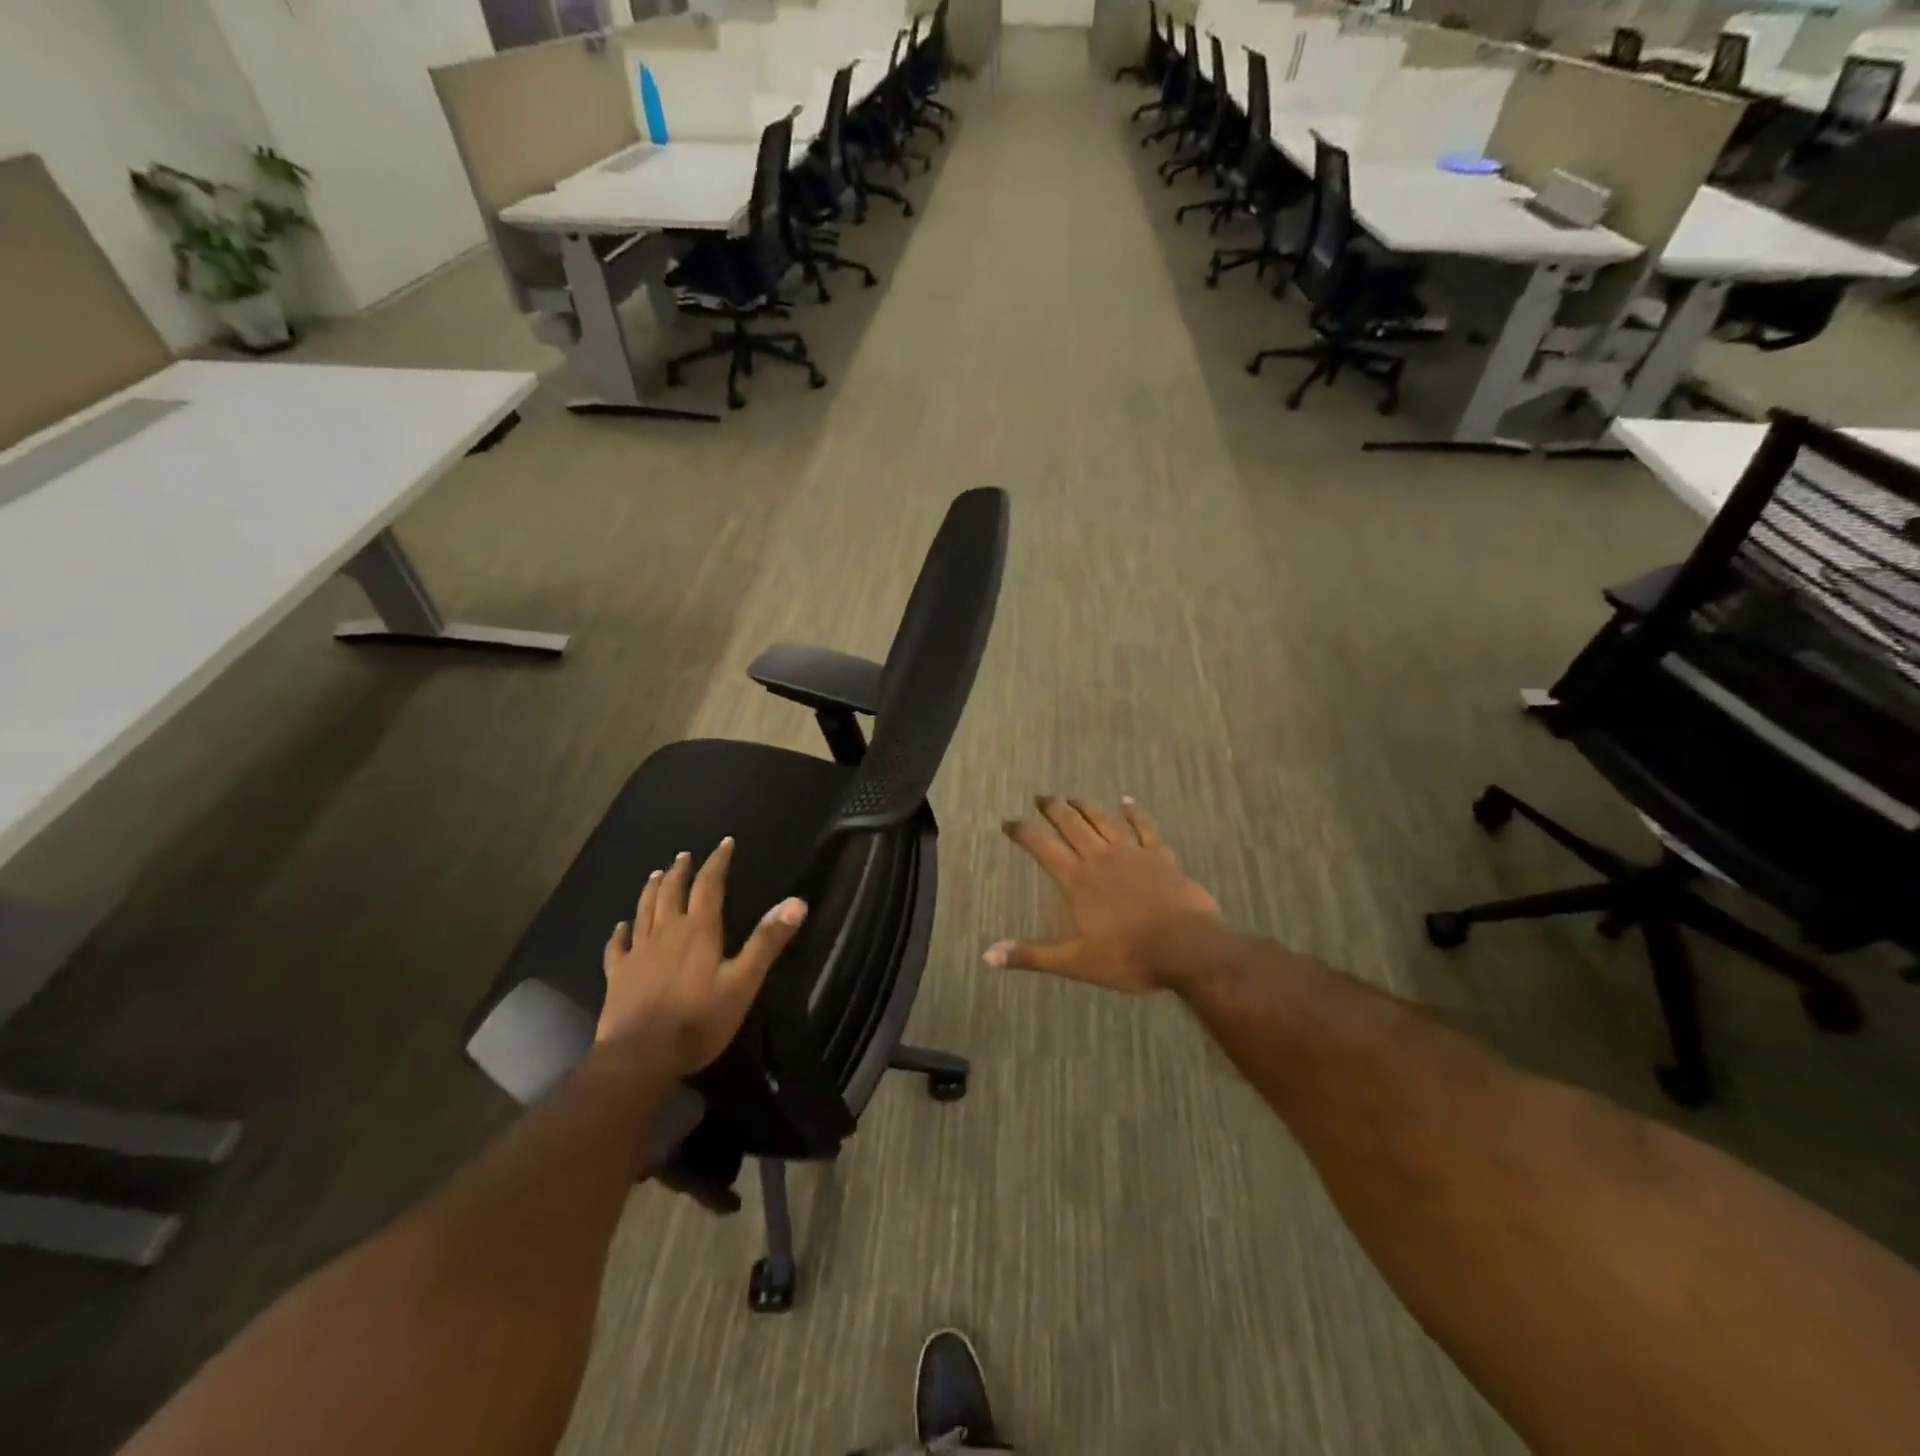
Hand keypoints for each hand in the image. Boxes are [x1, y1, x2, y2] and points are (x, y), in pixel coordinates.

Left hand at [599, 837, 807, 1076]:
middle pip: (672, 893)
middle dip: (681, 872)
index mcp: (699, 930)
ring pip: (644, 912)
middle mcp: (666, 932)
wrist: (641, 1057)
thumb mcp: (743, 981)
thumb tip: (797, 902)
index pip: (709, 885)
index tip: (724, 843)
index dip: (718, 862)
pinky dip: (619, 933)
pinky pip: (616, 947)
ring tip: (656, 875)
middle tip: (684, 856)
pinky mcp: (618, 976)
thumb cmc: (699, 1020)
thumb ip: (767, 941)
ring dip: (651, 891)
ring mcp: (638, 953)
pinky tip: (619, 927)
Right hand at [988, 796, 1223, 993]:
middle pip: (1071, 824)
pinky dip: (1135, 812)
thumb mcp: (1075, 962)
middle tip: (1041, 798)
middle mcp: (1100, 857)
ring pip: (1104, 819)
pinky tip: (1128, 801)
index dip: (1022, 832)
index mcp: (1077, 880)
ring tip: (1073, 798)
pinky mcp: (1160, 855)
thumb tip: (988, 955)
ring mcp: (1132, 852)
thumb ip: (1032, 955)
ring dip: (1086, 806)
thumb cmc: (1129, 956)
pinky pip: (1145, 826)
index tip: (1008, 821)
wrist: (1187, 948)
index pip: (1042, 847)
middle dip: (1053, 809)